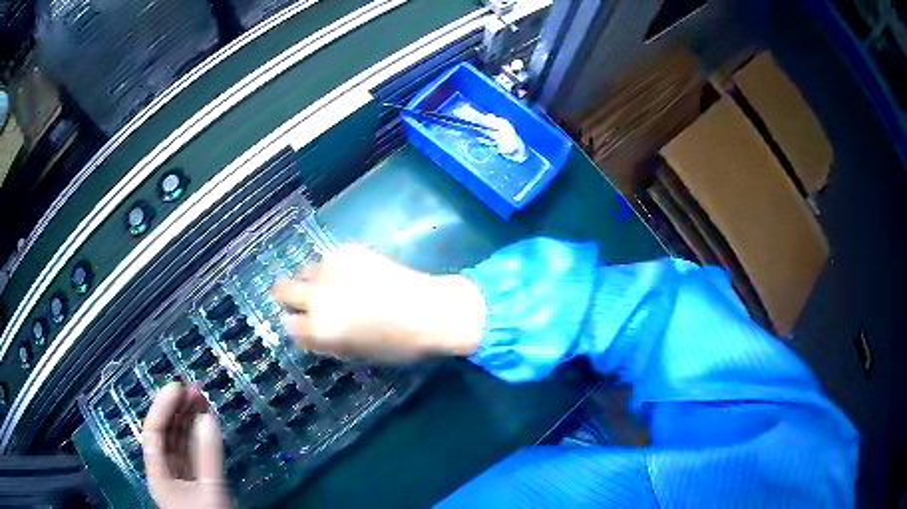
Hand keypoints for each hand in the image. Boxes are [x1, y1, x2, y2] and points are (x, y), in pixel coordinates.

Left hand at [143, 383, 229, 508]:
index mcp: (158, 474)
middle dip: (177, 410)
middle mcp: (164, 471)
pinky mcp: (194, 482)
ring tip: (200, 399)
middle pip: (165, 434)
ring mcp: (180, 477)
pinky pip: (192, 453)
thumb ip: (208, 457)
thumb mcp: (211, 492)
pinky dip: (198, 437)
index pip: (154, 432)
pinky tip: (205, 424)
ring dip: (188, 420)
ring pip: (179, 442)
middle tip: (193, 389)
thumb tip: (207, 419)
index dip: (163, 407)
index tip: (177, 387)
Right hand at [271, 244, 485, 361]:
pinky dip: (336, 268)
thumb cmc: (398, 345)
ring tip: (340, 286)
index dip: (298, 325)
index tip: (306, 324)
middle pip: (282, 290)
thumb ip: (326, 341)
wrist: (432, 311)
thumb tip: (308, 330)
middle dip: (288, 296)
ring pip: (306, 271)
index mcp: (320, 329)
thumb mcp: (356, 354)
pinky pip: (330, 259)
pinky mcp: (348, 251)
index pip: (289, 325)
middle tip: (303, 299)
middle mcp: (318, 297)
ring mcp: (331, 270)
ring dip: (316, 281)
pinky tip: (358, 274)